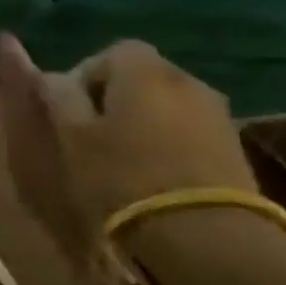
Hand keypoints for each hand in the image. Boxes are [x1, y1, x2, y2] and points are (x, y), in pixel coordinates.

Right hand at [0, 34, 256, 277]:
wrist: (203, 233)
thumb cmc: (121, 176)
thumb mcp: (72, 135)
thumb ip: (58, 96)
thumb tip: (52, 77)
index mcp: (144, 72)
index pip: (111, 52)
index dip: (84, 74)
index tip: (68, 108)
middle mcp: (186, 80)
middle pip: (141, 74)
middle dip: (111, 96)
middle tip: (88, 133)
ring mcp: (217, 113)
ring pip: (164, 102)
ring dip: (140, 118)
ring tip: (119, 155)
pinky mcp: (233, 144)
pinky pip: (187, 127)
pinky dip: (165, 138)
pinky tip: (151, 170)